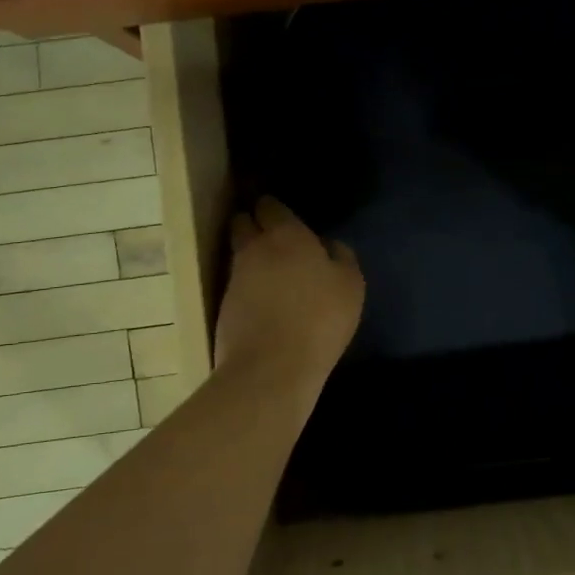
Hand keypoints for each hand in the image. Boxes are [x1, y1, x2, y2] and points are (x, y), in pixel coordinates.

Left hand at [215, 198, 364, 380]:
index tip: (281, 214)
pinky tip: (263, 299)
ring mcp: (235, 278)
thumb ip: (341, 257)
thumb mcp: (350, 285)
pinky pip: (237, 284)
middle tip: (269, 235)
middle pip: (243, 223)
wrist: (271, 367)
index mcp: (287, 235)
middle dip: (252, 223)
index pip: (270, 206)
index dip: (274, 208)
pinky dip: (247, 286)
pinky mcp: (223, 306)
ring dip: (249, 256)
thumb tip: (328, 245)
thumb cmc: (320, 319)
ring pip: (238, 254)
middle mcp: (254, 248)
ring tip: (269, 269)